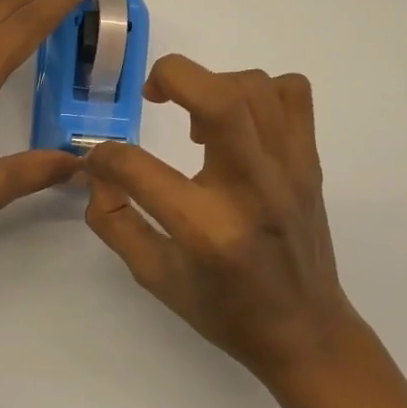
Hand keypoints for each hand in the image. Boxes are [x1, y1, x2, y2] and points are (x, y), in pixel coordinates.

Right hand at [83, 55, 358, 387]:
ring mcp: (289, 169)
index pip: (138, 167)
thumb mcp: (155, 277)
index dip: (105, 156)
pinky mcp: (310, 160)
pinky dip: (260, 91)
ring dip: (212, 84)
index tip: (100, 160)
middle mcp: (252, 189)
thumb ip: (115, 221)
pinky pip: (292, 93)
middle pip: (218, 98)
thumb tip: (97, 172)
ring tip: (195, 118)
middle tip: (152, 95)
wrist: (306, 331)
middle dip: (171, 76)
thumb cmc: (225, 309)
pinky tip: (240, 122)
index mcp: (207, 229)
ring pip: (254, 86)